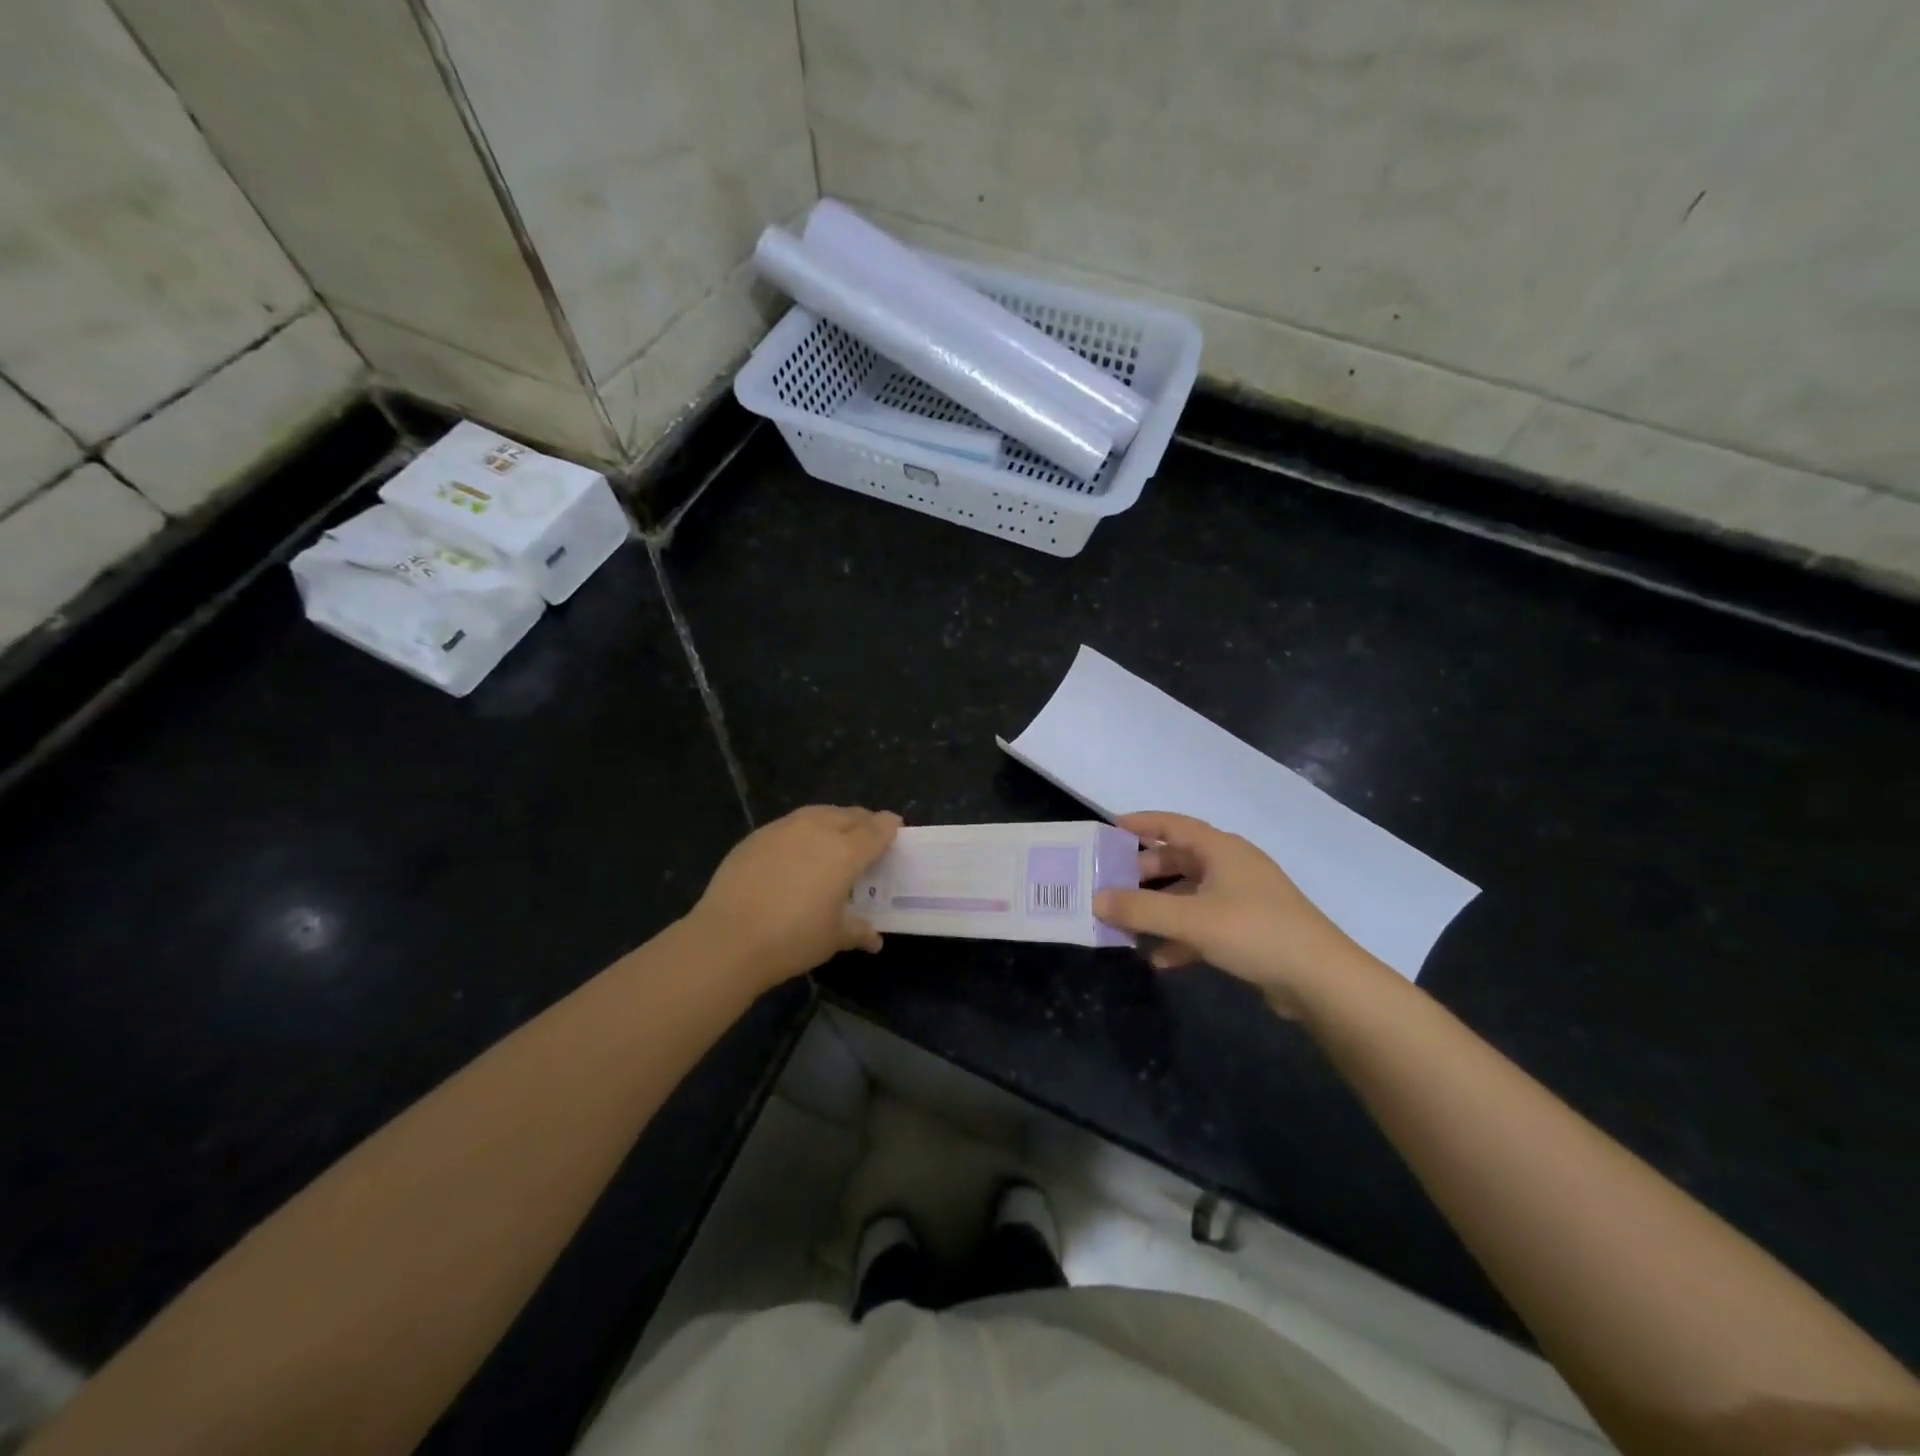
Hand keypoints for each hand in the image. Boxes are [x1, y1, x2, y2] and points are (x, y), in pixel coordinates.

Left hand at [684, 805, 901, 990]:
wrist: (728, 939)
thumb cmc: (792, 939)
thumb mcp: (832, 938)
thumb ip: (857, 931)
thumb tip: (874, 939)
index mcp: (845, 853)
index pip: (876, 830)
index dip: (889, 826)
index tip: (895, 827)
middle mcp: (818, 831)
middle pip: (849, 815)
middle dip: (863, 821)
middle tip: (867, 834)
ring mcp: (783, 829)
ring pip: (818, 812)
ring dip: (833, 818)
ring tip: (834, 832)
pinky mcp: (756, 836)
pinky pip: (789, 823)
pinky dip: (802, 829)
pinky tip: (796, 848)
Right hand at [1093, 811, 1384, 1018]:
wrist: (1321, 980)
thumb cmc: (1254, 932)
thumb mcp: (1190, 919)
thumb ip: (1139, 908)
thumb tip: (1095, 899)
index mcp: (1220, 849)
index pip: (1172, 824)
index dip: (1141, 824)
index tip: (1109, 830)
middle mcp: (1231, 866)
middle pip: (1177, 860)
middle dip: (1143, 874)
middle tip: (1110, 885)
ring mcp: (1242, 899)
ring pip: (1188, 895)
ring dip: (1159, 910)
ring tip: (1127, 926)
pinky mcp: (1249, 930)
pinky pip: (1204, 925)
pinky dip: (1181, 937)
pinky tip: (1161, 960)